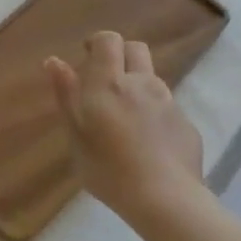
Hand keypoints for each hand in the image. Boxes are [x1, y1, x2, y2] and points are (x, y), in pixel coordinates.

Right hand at [46, 32, 209, 237]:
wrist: (165, 199)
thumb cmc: (108, 168)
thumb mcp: (76, 134)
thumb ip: (66, 94)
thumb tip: (54, 61)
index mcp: (110, 83)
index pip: (109, 40)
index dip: (98, 42)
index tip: (86, 56)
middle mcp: (142, 84)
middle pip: (136, 49)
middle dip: (120, 55)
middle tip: (105, 80)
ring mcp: (169, 103)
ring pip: (152, 79)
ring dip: (137, 85)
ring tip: (125, 117)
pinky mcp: (186, 124)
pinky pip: (167, 108)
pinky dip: (154, 114)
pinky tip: (147, 143)